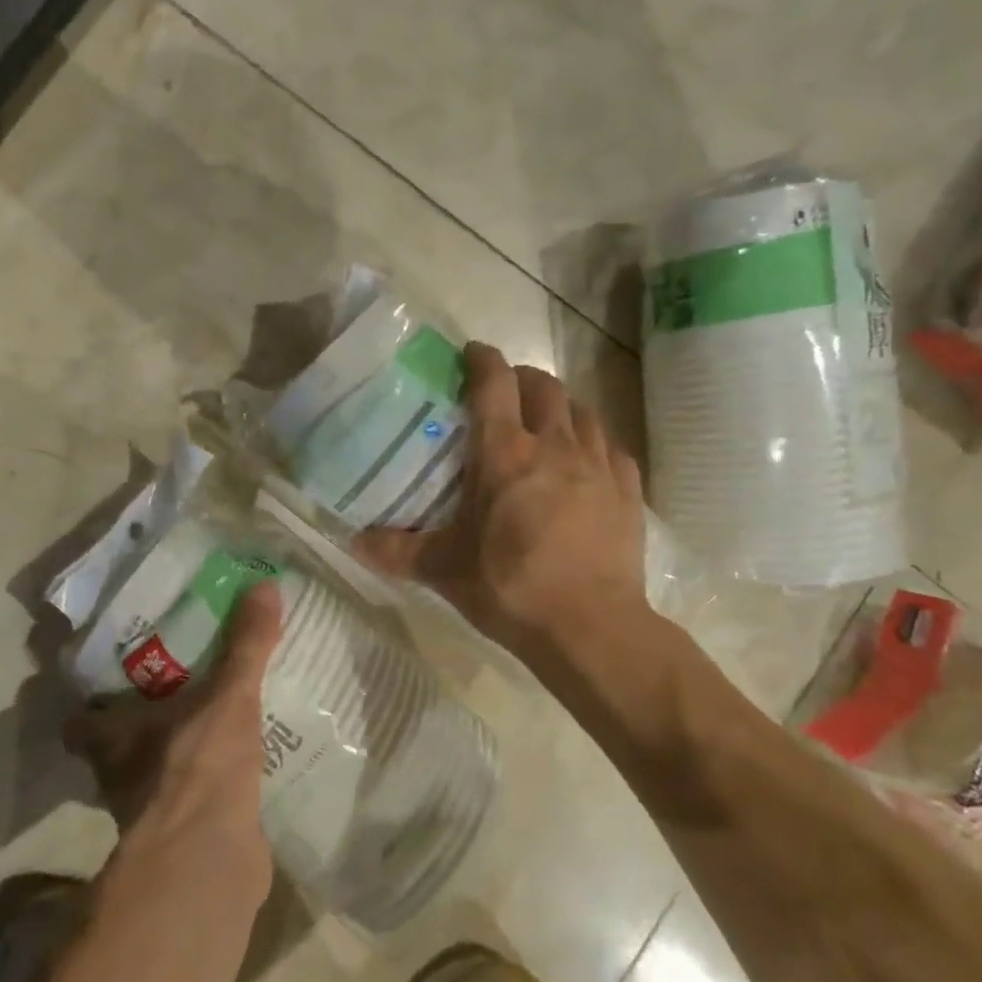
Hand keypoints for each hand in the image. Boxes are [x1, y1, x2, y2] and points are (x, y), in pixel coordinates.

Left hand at [63, 583, 281, 898]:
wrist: (211, 864)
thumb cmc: (199, 766)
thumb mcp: (228, 695)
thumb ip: (246, 643)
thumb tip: (264, 584)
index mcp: (114, 738)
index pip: (80, 720)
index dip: (88, 702)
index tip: (110, 675)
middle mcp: (121, 776)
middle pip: (117, 745)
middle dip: (140, 721)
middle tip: (175, 685)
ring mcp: (151, 811)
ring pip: (153, 772)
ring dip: (174, 752)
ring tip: (210, 718)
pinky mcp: (184, 835)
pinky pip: (191, 797)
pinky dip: (205, 783)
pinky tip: (235, 762)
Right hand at [353, 343, 650, 667]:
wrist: (591, 628)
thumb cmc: (511, 588)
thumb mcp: (445, 570)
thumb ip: (397, 551)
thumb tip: (353, 542)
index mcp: (505, 454)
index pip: (494, 384)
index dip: (482, 360)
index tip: (471, 353)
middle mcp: (555, 445)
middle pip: (543, 386)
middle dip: (522, 378)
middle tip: (504, 392)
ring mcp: (598, 465)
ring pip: (582, 410)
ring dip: (560, 405)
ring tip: (544, 422)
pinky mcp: (628, 490)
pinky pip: (612, 447)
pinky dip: (594, 441)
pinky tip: (586, 461)